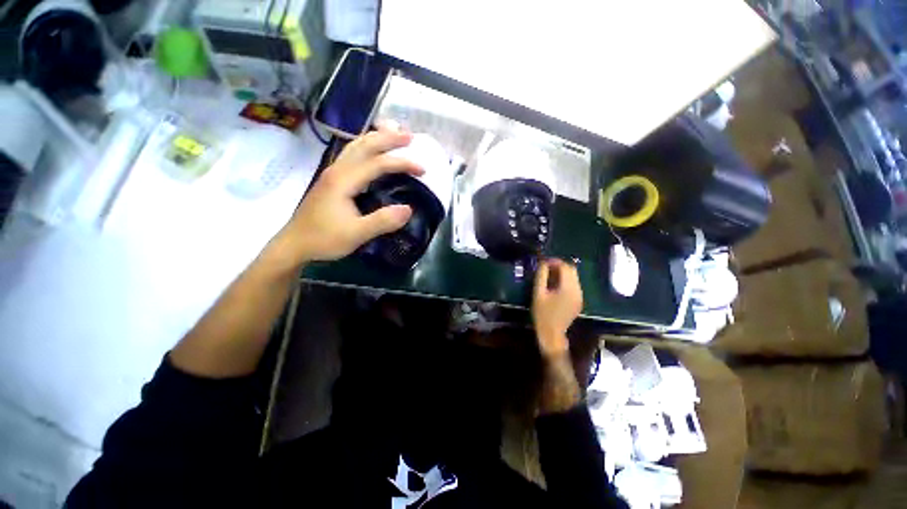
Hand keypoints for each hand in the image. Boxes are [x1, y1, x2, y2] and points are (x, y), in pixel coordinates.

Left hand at [270, 127, 423, 267]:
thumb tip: (409, 209)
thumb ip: (382, 221)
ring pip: (355, 146)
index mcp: (343, 180)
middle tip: (410, 136)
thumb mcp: (356, 234)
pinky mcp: (332, 180)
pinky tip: (373, 151)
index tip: (422, 169)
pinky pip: (352, 155)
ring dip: (376, 138)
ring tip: (393, 134)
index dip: (402, 163)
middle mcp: (337, 170)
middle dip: (388, 138)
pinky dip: (367, 147)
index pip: (377, 163)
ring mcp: (332, 173)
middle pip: (364, 145)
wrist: (295, 244)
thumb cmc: (324, 239)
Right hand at [532, 259, 582, 357]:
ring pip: (574, 277)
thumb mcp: (538, 293)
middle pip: (572, 270)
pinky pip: (574, 285)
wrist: (552, 334)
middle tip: (546, 268)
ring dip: (562, 273)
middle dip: (559, 266)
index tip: (543, 262)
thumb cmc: (542, 314)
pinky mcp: (578, 301)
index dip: (554, 262)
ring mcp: (580, 296)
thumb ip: (541, 276)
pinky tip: (554, 285)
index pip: (565, 267)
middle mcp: (578, 290)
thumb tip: (543, 263)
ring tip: (548, 275)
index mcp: (568, 288)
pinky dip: (565, 281)